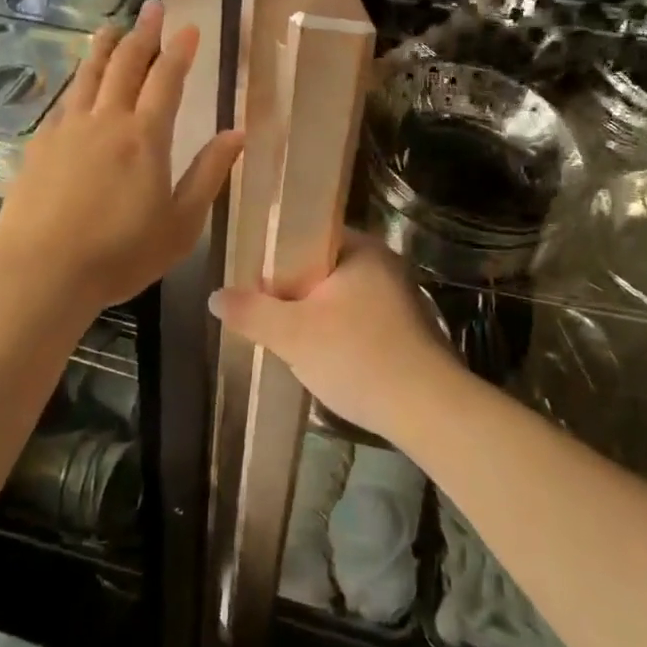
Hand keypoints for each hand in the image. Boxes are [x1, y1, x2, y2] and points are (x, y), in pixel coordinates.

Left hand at [0, 0, 243, 314]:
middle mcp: (106, 120)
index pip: (167, 80)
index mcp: (145, 137)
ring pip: (89, 74)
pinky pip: (64, 101)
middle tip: (153, 7)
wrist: (40, 272)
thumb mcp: (181, 224)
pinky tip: (78, 86)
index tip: (190, 27)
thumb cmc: (120, 254)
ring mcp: (68, 129)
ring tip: (112, 27)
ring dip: (104, 47)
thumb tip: (238, 133)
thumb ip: (209, 174)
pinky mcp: (39, 145)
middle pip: (126, 64)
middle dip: (143, 33)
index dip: (180, 50)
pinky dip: (77, 83)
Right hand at [211, 236, 465, 443]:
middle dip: (293, 292)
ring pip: (341, 298)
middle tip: (265, 314)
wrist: (430, 411)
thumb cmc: (358, 357)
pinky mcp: (408, 330)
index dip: (277, 255)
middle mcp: (384, 264)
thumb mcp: (292, 335)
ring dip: (316, 316)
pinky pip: (360, 320)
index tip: (254, 281)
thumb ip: (251, 312)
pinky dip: (339, 334)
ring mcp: (400, 298)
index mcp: (361, 248)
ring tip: (289, 340)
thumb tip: (216, 295)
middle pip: (322, 268)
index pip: (309, 234)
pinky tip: (326, 360)